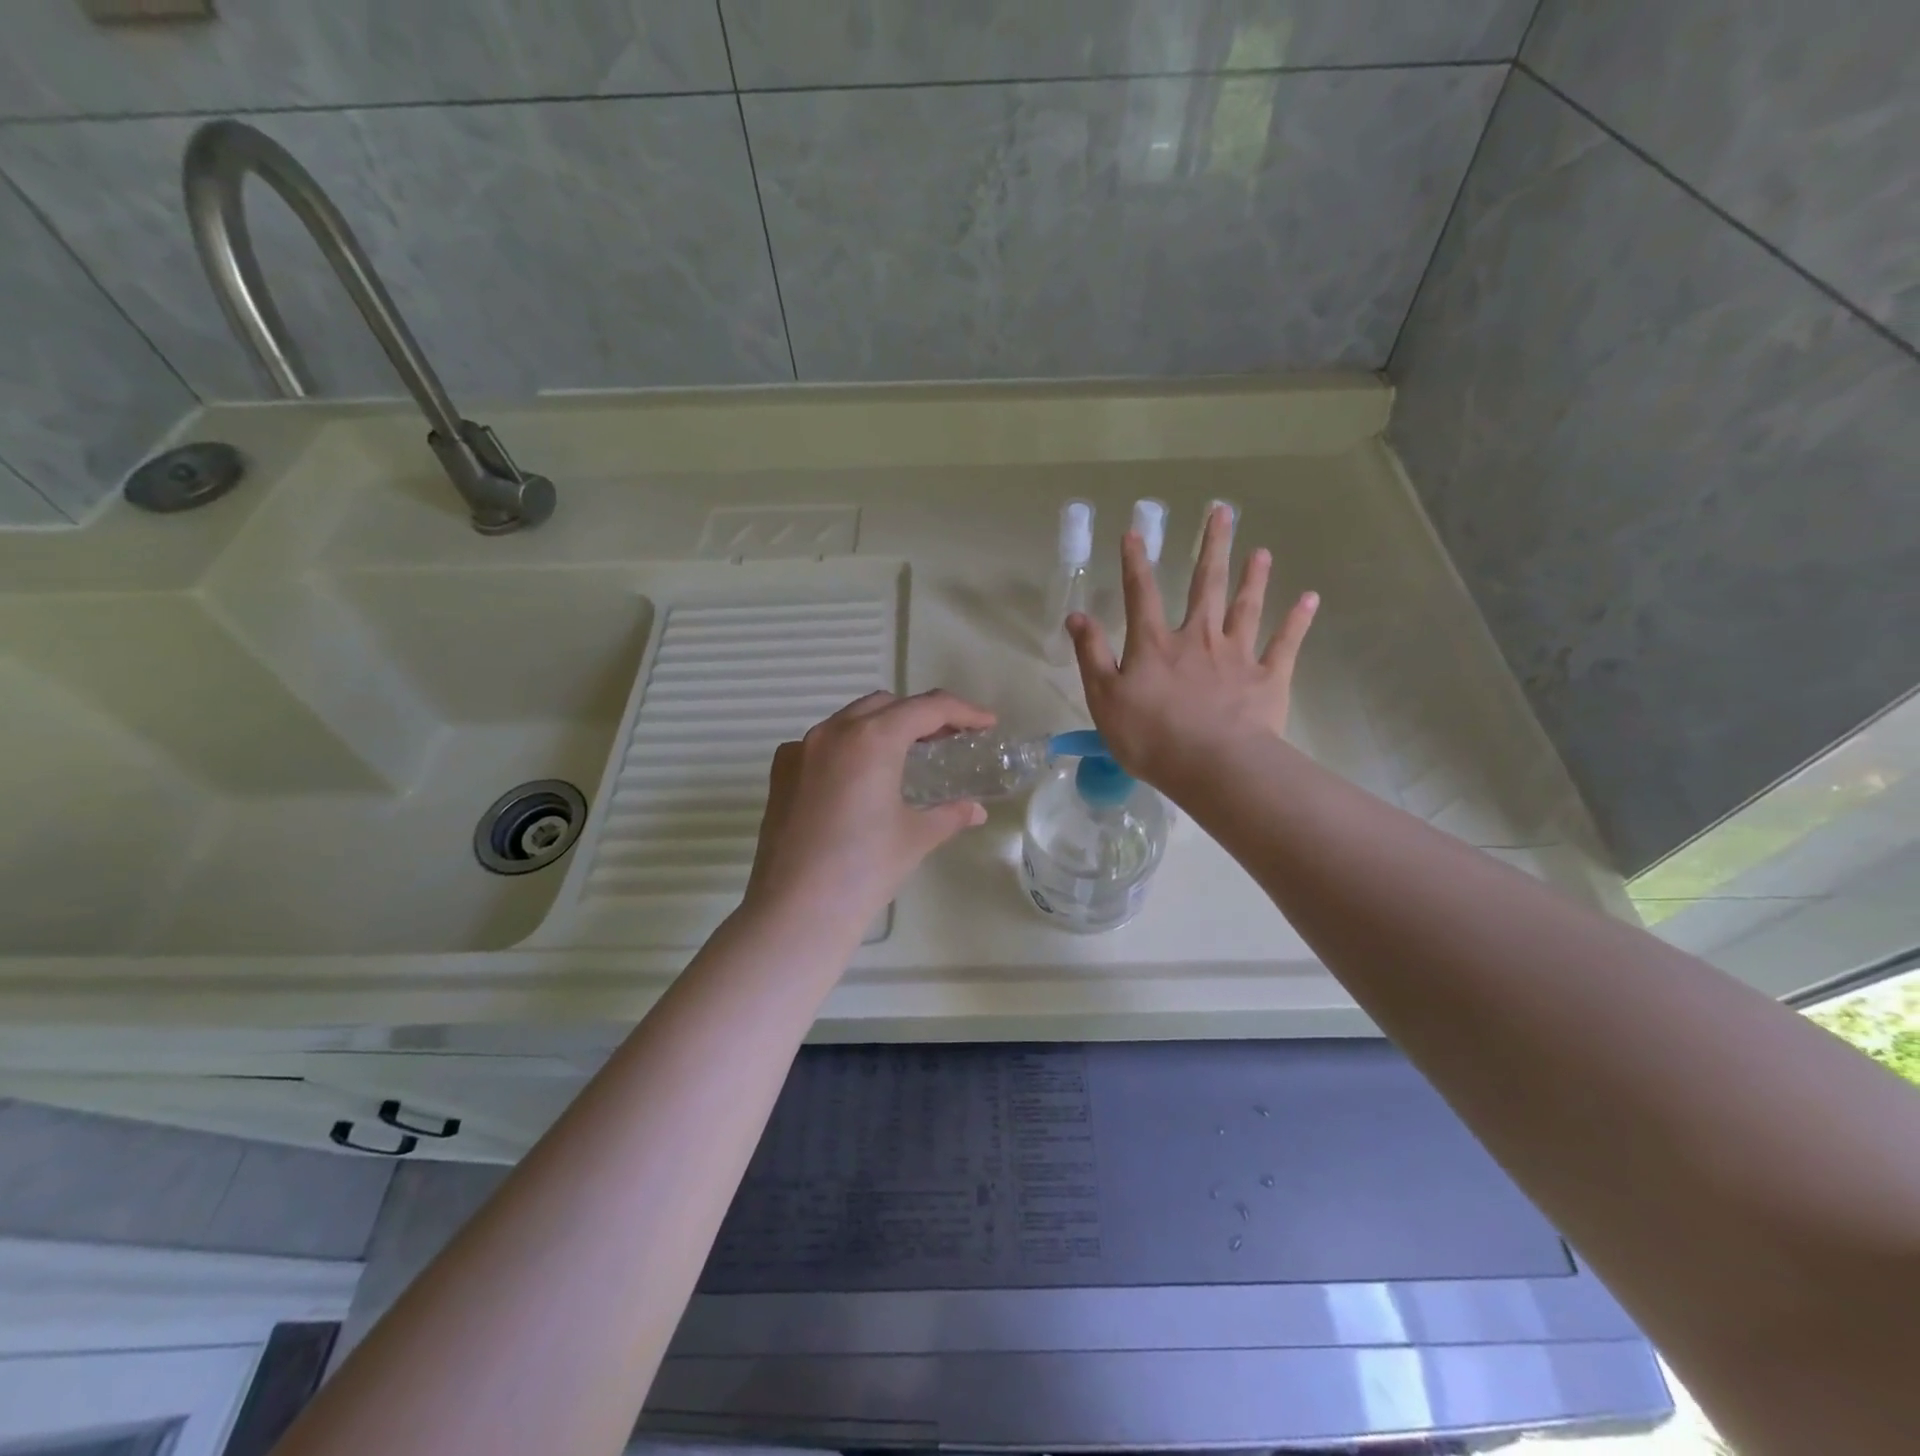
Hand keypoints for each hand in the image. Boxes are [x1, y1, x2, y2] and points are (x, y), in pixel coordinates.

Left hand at [744, 690, 994, 935]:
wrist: (797, 910)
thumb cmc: (865, 869)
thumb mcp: (916, 837)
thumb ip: (949, 814)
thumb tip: (975, 811)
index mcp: (872, 739)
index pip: (926, 707)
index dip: (962, 711)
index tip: (986, 723)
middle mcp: (833, 732)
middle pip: (886, 705)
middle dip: (921, 715)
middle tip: (948, 740)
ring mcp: (800, 750)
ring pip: (850, 720)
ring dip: (883, 727)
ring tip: (907, 755)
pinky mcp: (781, 773)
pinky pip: (822, 744)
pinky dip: (849, 747)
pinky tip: (860, 779)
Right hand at [1066, 504, 1317, 789]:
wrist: (1213, 766)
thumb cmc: (1150, 736)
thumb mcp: (1104, 698)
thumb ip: (1092, 655)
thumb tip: (1077, 616)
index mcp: (1156, 644)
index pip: (1142, 593)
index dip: (1136, 562)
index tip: (1135, 531)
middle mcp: (1199, 638)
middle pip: (1206, 584)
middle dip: (1211, 547)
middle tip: (1221, 511)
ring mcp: (1238, 655)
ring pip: (1247, 607)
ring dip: (1254, 577)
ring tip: (1261, 551)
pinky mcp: (1269, 678)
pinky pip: (1286, 643)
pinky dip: (1298, 621)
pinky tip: (1309, 599)